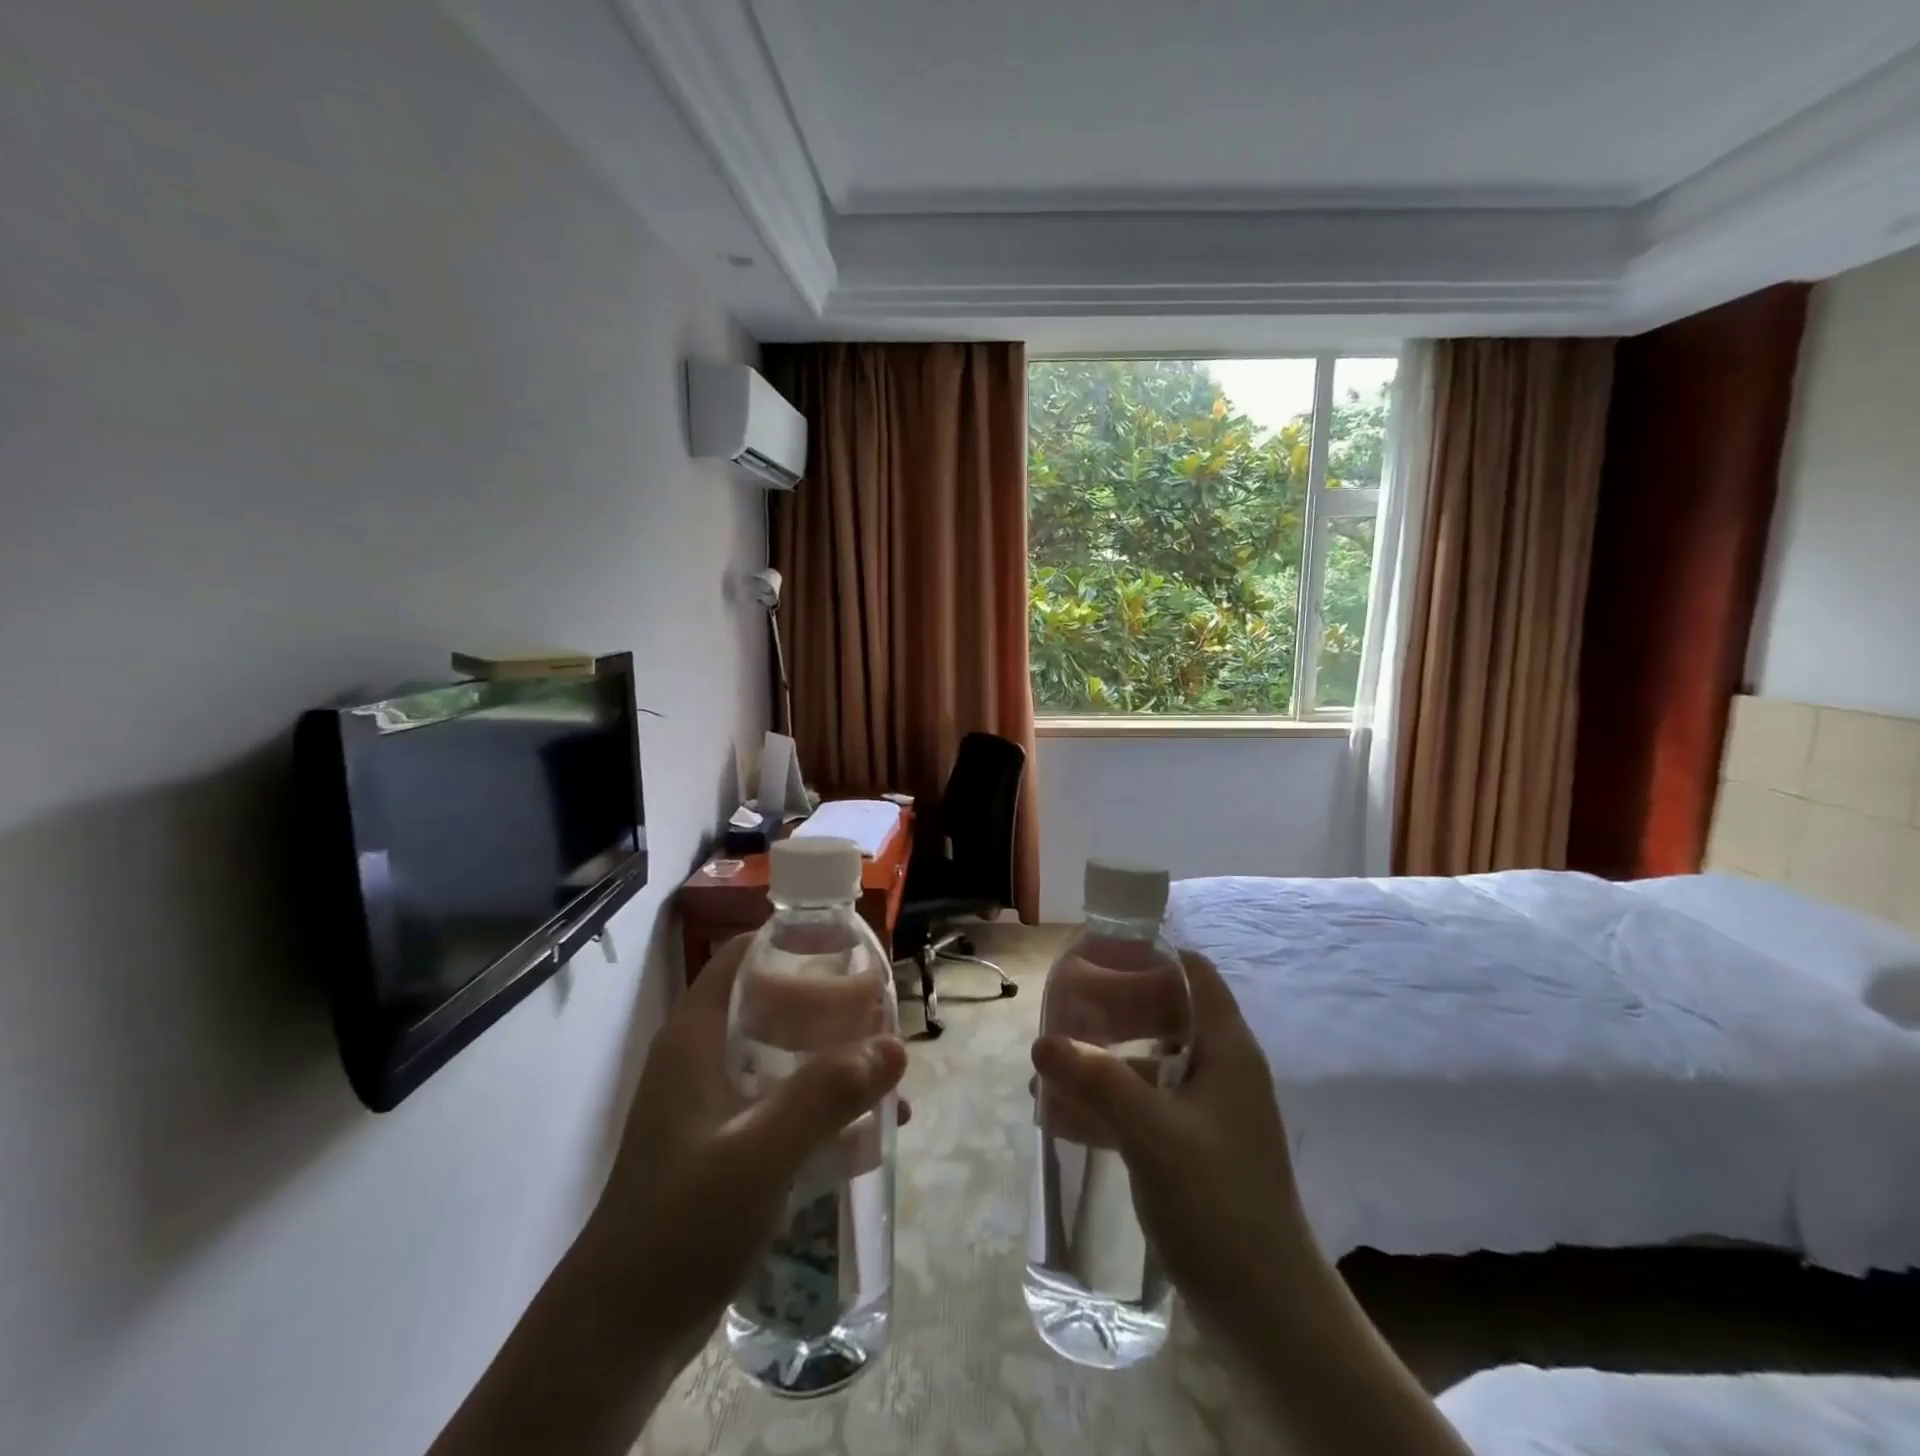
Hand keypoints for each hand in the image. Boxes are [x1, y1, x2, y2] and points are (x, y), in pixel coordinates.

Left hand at [587, 934, 908, 1368]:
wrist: (621, 1332)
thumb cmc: (683, 1222)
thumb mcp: (761, 1152)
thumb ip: (828, 1094)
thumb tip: (896, 1046)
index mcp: (696, 1036)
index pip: (743, 956)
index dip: (794, 942)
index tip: (851, 950)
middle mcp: (701, 1057)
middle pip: (770, 1002)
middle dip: (828, 1005)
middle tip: (881, 1015)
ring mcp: (710, 1103)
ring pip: (780, 1053)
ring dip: (830, 1057)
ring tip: (884, 1072)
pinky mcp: (721, 1143)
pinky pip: (780, 1100)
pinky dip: (819, 1102)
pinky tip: (865, 1130)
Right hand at [1031, 949, 1311, 1336]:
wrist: (1269, 1314)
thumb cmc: (1218, 1203)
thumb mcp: (1150, 1133)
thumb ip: (1095, 1080)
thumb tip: (1041, 1041)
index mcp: (1227, 1050)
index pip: (1194, 974)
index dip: (1150, 957)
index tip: (1099, 957)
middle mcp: (1222, 1071)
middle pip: (1167, 1015)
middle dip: (1114, 1010)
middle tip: (1063, 1012)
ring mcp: (1210, 1113)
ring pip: (1152, 1063)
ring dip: (1105, 1062)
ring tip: (1052, 1068)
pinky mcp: (1196, 1150)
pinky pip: (1148, 1106)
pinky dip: (1111, 1102)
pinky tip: (1066, 1116)